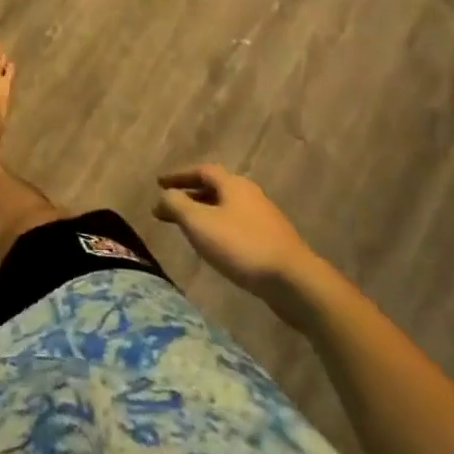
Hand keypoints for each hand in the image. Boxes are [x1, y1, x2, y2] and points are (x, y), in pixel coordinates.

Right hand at [154, 165, 317, 306]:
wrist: (295, 283)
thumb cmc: (242, 246)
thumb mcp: (199, 223)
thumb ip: (176, 204)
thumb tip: (163, 195)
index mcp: (233, 184)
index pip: (201, 170)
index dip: (178, 175)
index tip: (158, 184)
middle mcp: (250, 195)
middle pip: (215, 189)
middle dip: (190, 195)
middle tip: (169, 206)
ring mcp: (264, 219)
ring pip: (226, 209)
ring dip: (204, 213)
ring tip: (188, 228)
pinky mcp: (273, 243)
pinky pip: (237, 227)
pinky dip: (219, 229)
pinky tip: (215, 247)